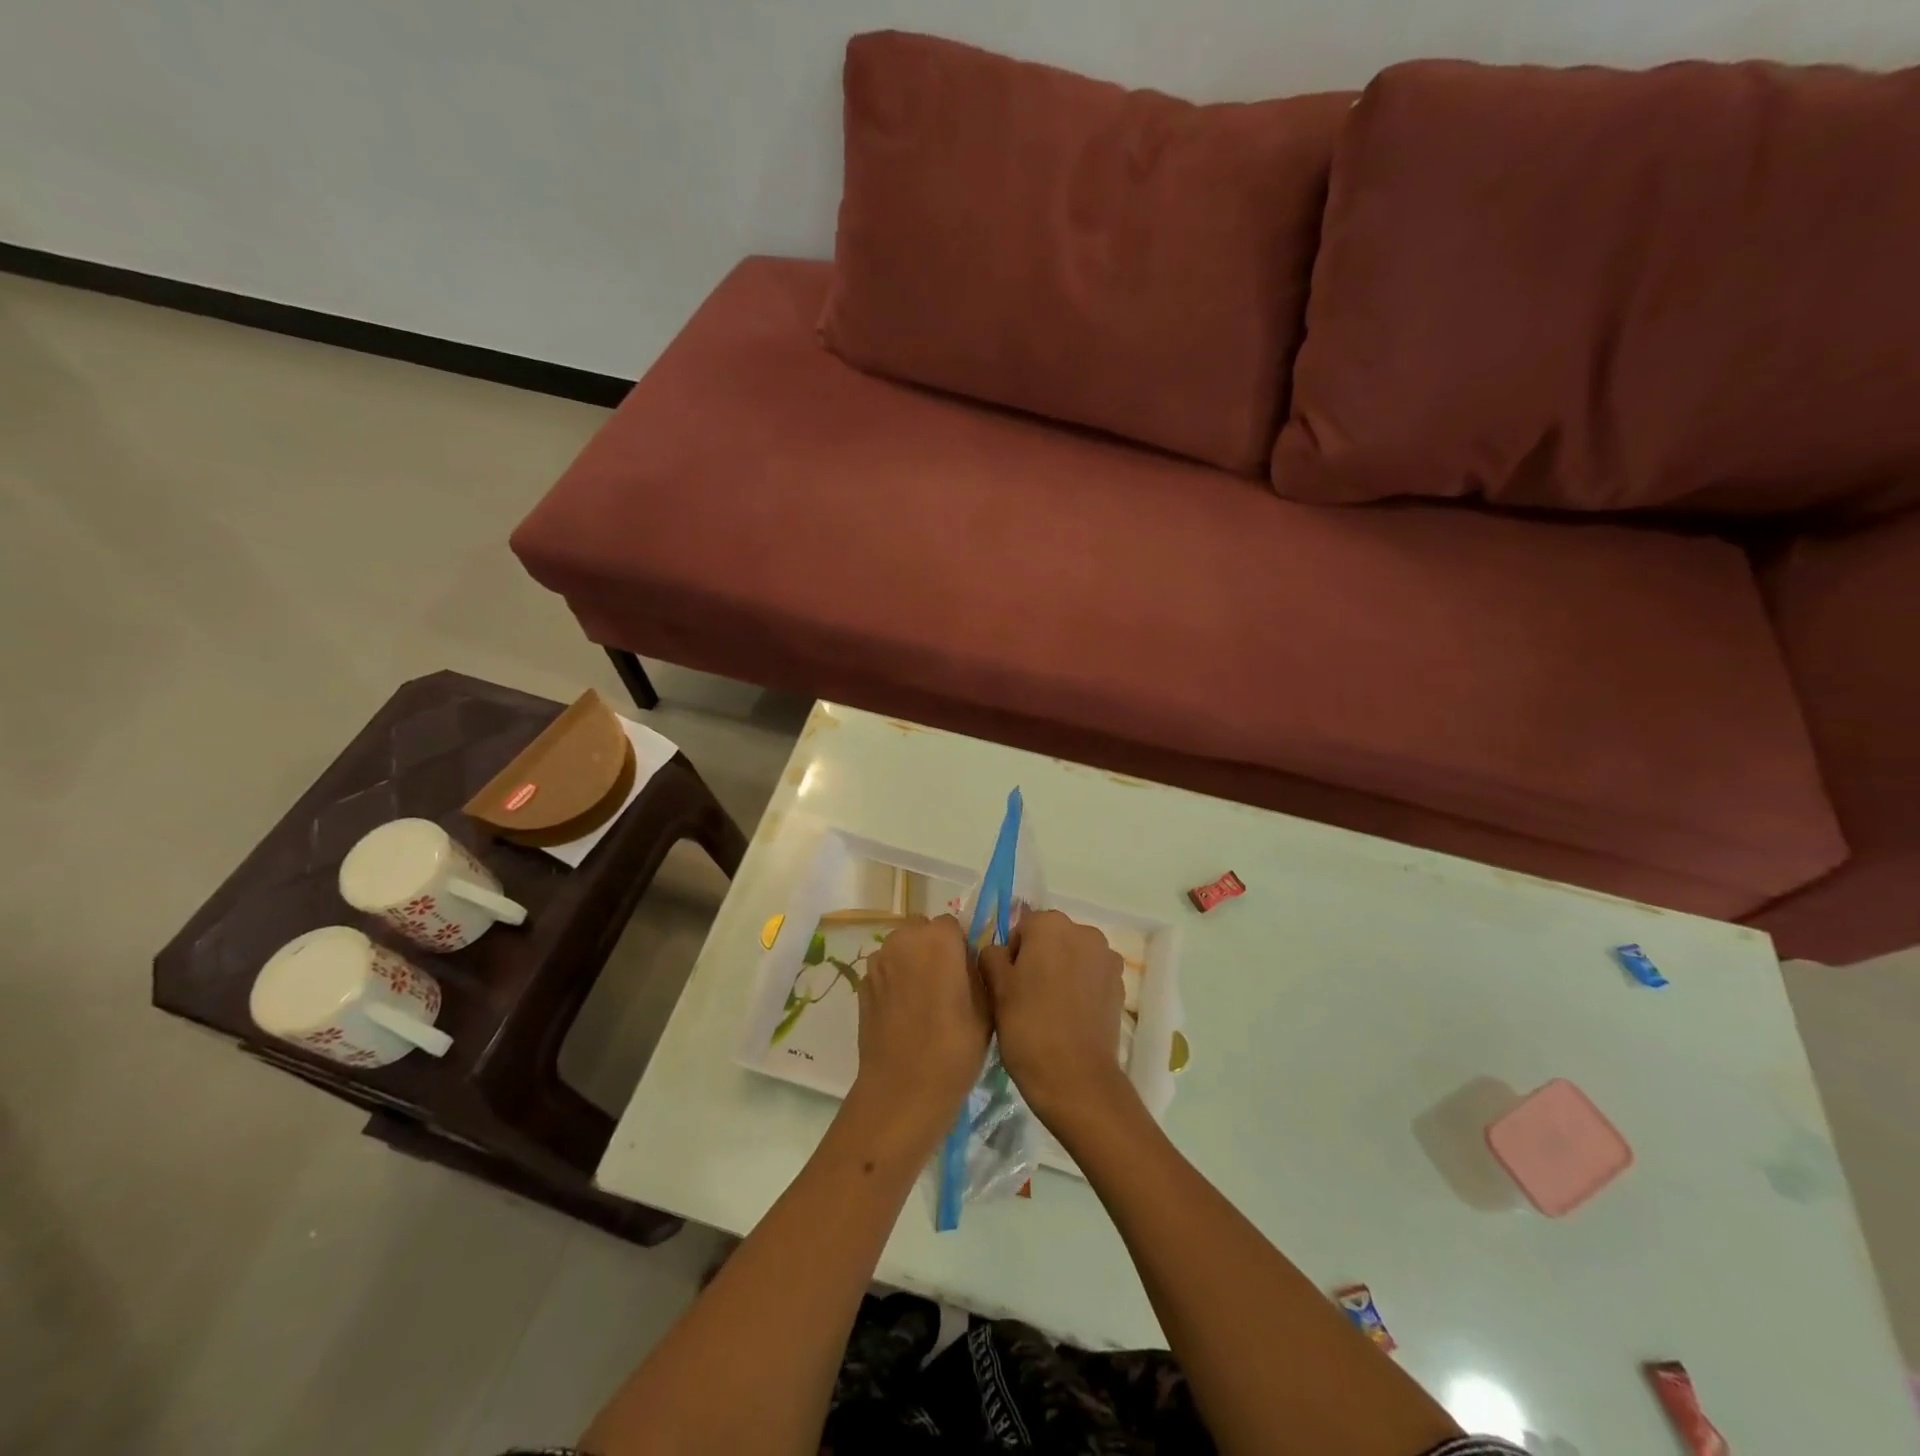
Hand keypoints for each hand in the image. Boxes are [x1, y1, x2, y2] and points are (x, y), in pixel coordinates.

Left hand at [852, 915, 989, 1141]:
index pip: (952, 925)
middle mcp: (904, 940)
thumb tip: (968, 960)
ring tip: (922, 1000)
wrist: (903, 1089)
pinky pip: (885, 970)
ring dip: (911, 962)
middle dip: (933, 948)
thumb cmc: (954, 1048)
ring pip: (900, 948)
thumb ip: (977, 971)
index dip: (960, 946)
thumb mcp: (986, 1008)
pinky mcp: (862, 983)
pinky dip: (894, 981)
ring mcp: (878, 961)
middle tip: (945, 984)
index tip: (966, 973)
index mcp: (938, 939)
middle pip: (922, 930)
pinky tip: (903, 1013)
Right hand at [979, 909, 1134, 1132]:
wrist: (1076, 1079)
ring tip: (1048, 1010)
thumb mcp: (996, 989)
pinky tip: (1069, 1018)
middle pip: (1050, 939)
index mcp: (1051, 924)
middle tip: (1024, 999)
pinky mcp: (1120, 986)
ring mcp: (1107, 958)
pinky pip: (1090, 977)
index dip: (1010, 956)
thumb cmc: (1028, 1027)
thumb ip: (991, 956)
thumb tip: (998, 952)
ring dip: (1060, 973)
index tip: (1007, 986)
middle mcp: (1084, 931)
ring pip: (1072, 957)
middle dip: (1037, 960)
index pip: (1021, 928)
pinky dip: (1079, 989)